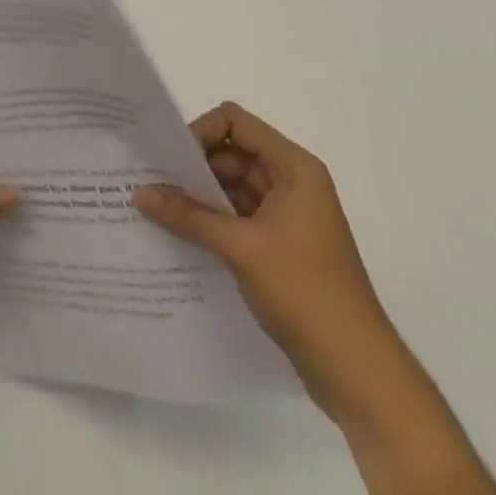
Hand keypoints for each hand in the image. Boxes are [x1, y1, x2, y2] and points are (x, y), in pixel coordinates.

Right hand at [132, 102, 405, 418]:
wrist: (358, 372)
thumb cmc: (306, 293)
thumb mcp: (239, 248)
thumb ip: (187, 215)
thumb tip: (137, 193)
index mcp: (294, 169)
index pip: (235, 122)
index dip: (201, 132)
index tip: (170, 159)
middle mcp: (291, 183)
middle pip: (230, 152)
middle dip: (192, 166)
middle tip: (151, 183)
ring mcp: (286, 216)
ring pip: (229, 186)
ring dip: (197, 196)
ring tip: (155, 208)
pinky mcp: (278, 245)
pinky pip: (234, 216)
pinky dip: (208, 221)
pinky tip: (177, 234)